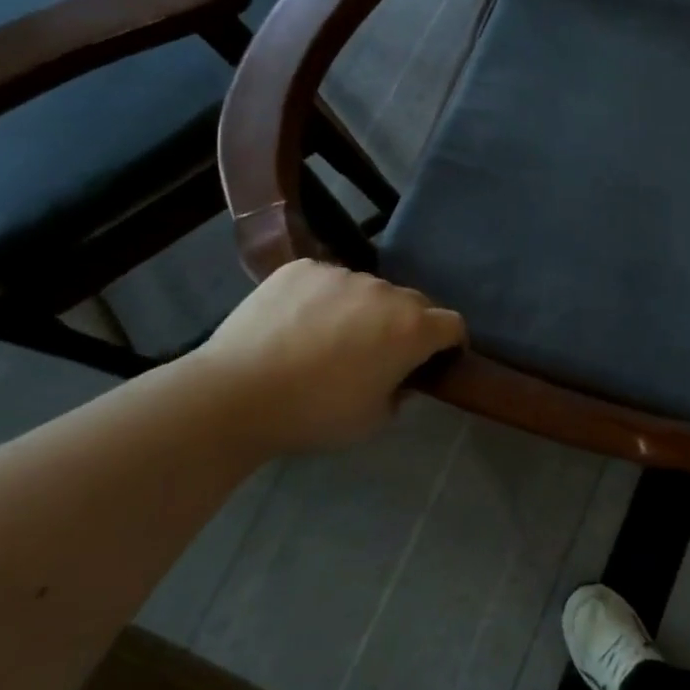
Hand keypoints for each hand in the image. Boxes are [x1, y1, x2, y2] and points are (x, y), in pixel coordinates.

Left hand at [189, 261, 464, 456]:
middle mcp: (386, 292)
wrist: (236, 394)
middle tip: (379, 354)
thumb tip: (398, 378)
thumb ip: (400, 393)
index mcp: (412, 329)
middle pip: (413, 303)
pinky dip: (324, 298)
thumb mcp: (374, 420)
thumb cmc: (315, 414)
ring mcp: (342, 275)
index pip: (452, 324)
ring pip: (368, 290)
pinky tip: (298, 323)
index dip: (450, 343)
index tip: (436, 360)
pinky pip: (328, 280)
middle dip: (407, 326)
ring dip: (364, 310)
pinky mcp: (303, 268)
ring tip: (330, 338)